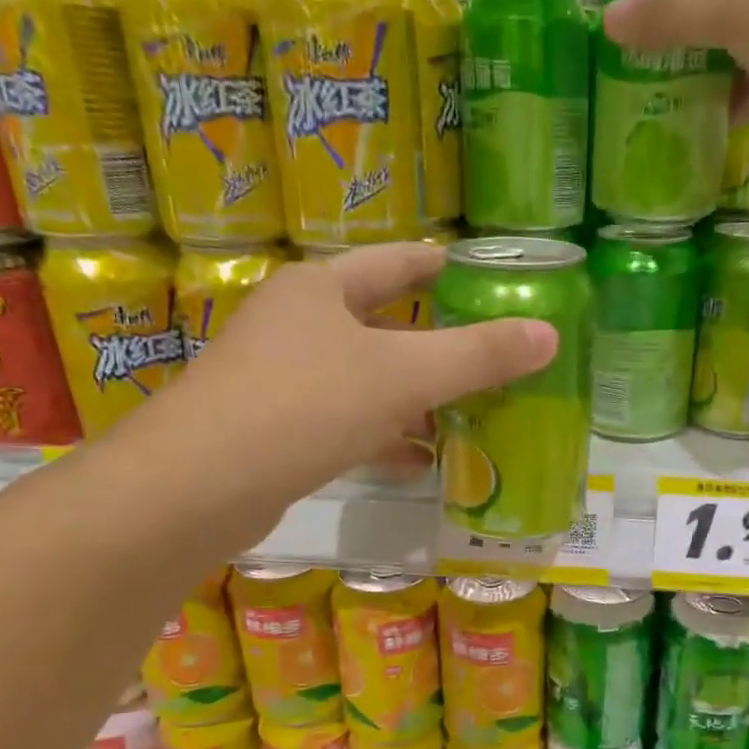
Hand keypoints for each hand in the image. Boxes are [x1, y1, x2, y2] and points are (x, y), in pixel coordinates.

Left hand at [139, 242, 557, 513]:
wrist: (200, 486)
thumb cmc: (305, 405)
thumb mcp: (403, 376)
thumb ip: (477, 355)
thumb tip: (549, 334)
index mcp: (322, 289)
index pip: (399, 263)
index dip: (447, 268)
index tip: (492, 279)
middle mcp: (297, 324)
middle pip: (384, 323)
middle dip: (437, 343)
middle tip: (492, 355)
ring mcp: (281, 379)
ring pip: (366, 380)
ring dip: (415, 398)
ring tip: (470, 415)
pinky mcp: (276, 430)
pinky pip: (346, 423)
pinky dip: (385, 437)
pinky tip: (421, 461)